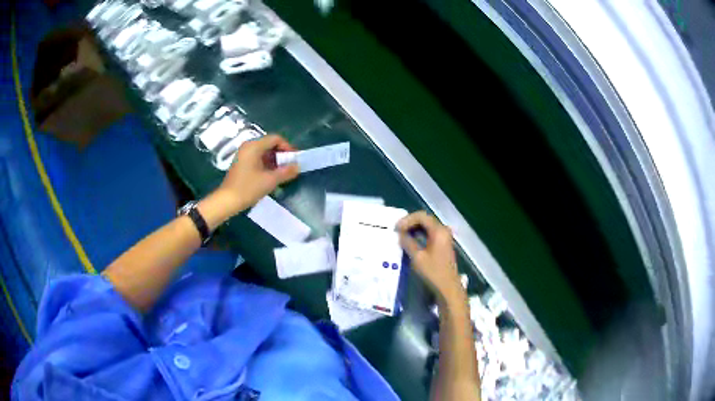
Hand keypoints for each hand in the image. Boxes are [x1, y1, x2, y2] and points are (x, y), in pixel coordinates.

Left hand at [201, 135, 298, 224]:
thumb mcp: (270, 180)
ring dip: (274, 160)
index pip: (275, 139)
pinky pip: (257, 157)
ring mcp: (243, 154)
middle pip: (269, 144)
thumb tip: (297, 167)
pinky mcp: (241, 163)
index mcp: (254, 146)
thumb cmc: (248, 188)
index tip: (294, 159)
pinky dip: (266, 163)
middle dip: (281, 154)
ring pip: (264, 151)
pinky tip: (271, 175)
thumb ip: (286, 172)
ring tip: (282, 172)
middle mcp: (248, 146)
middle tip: (290, 166)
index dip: (287, 147)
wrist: (227, 201)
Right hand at [397, 211, 463, 304]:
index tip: (396, 228)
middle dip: (410, 223)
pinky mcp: (443, 245)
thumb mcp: (417, 257)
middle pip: (425, 220)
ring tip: (402, 236)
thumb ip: (408, 243)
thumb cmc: (433, 272)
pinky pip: (430, 234)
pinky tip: (411, 241)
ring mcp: (445, 238)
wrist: (448, 288)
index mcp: (438, 231)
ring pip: (427, 227)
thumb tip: (400, 234)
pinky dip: (420, 235)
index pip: (421, 216)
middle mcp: (443, 230)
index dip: (407, 220)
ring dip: (414, 229)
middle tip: (397, 231)